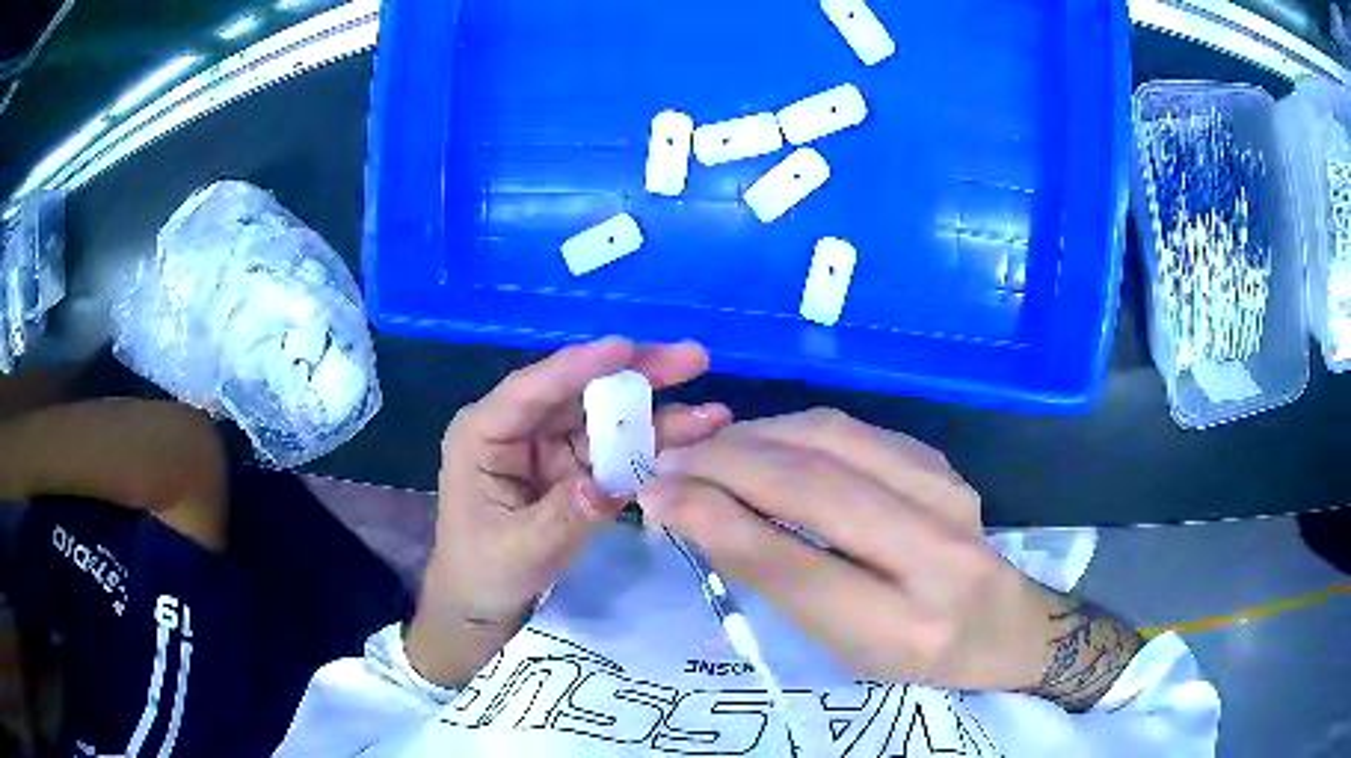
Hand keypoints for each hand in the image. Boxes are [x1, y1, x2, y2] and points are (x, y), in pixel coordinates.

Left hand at [407, 337, 730, 685]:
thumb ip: (562, 517)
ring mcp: (551, 448)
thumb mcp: (518, 550)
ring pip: (607, 420)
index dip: (579, 367)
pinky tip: (694, 437)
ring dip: (658, 414)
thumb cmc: (483, 571)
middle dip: (636, 376)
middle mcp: (521, 430)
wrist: (483, 603)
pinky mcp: (575, 470)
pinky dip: (654, 447)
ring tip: (713, 413)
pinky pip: (617, 453)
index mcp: (485, 434)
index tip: (626, 348)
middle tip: (692, 359)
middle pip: (581, 393)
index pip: (532, 391)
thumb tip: (605, 487)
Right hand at [639, 410, 1140, 708]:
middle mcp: (937, 551)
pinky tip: (761, 445)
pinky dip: (790, 430)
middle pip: (815, 485)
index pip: (797, 565)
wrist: (1003, 623)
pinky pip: (851, 430)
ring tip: (704, 452)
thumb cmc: (913, 655)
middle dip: (724, 464)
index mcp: (906, 628)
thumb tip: (697, 516)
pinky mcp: (941, 461)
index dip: (717, 521)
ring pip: (830, 438)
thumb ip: (776, 581)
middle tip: (665, 463)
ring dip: (751, 438)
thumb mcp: (841, 645)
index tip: (655, 494)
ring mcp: (947, 491)